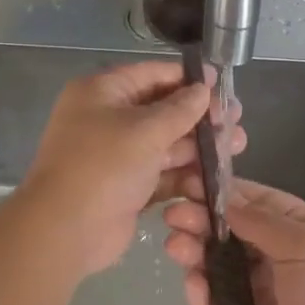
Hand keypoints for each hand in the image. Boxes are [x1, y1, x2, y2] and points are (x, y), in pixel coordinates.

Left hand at [19, 60, 245, 276]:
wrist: (66, 230)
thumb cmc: (103, 166)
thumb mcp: (144, 130)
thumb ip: (179, 109)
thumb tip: (203, 89)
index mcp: (102, 93)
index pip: (151, 74)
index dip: (187, 79)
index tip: (222, 84)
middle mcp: (108, 118)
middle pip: (162, 110)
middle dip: (200, 116)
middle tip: (237, 119)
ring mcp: (118, 155)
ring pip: (166, 144)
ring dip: (199, 146)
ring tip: (238, 145)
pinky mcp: (128, 186)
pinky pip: (162, 173)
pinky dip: (187, 173)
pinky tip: (219, 175)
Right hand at [162, 179, 304, 304]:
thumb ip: (261, 221)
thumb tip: (224, 199)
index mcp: (294, 230)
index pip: (251, 201)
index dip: (219, 192)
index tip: (186, 183)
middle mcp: (271, 256)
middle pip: (226, 231)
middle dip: (198, 220)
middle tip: (173, 216)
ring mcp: (252, 291)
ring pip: (212, 264)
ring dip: (192, 251)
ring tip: (175, 246)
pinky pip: (210, 302)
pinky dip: (198, 292)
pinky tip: (194, 283)